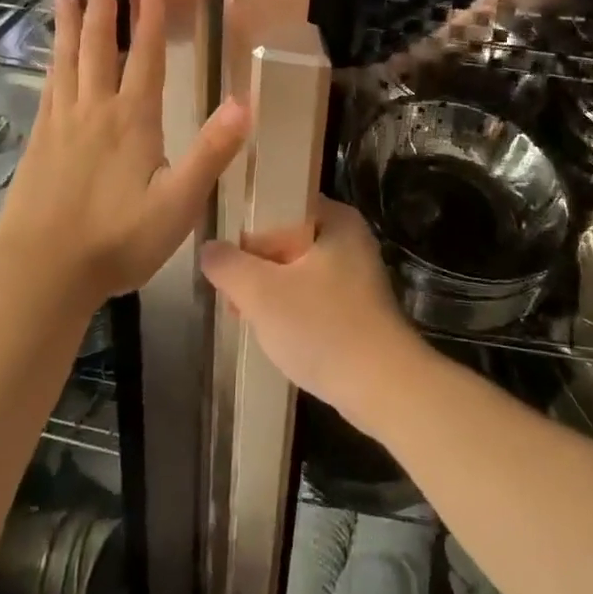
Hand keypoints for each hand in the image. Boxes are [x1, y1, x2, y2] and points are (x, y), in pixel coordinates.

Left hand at [0, 0, 248, 305]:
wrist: (41, 270)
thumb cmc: (117, 239)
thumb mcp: (178, 204)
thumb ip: (211, 153)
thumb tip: (245, 104)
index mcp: (132, 119)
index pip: (146, 55)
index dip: (150, 15)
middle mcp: (95, 109)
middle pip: (99, 45)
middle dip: (102, 2)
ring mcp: (62, 123)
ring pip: (67, 60)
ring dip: (70, 24)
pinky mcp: (40, 141)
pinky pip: (49, 86)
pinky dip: (52, 61)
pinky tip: (50, 57)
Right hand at [200, 197, 420, 423]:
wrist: (383, 388)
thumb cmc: (322, 327)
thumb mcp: (261, 292)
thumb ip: (228, 265)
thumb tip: (209, 249)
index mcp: (336, 219)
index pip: (280, 205)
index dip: (246, 228)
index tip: (223, 256)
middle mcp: (350, 240)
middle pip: (286, 240)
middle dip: (255, 266)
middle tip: (230, 294)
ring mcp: (356, 276)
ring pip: (297, 272)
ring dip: (269, 292)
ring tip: (243, 314)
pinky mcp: (357, 309)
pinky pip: (312, 297)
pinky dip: (291, 310)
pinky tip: (272, 333)